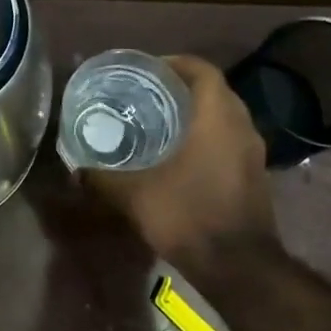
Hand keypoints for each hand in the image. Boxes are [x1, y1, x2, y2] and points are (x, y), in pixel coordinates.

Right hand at [83, 55, 278, 266]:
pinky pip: (230, 140)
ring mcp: (253, 153)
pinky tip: (179, 155)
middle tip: (146, 94)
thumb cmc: (187, 216)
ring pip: (224, 117)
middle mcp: (242, 127)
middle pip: (214, 91)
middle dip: (182, 88)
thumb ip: (102, 178)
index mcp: (217, 118)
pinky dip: (206, 137)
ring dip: (196, 113)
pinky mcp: (255, 175)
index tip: (147, 70)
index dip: (175, 63)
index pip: (203, 70)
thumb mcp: (133, 195)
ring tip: (158, 122)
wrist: (238, 267)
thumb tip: (75, 170)